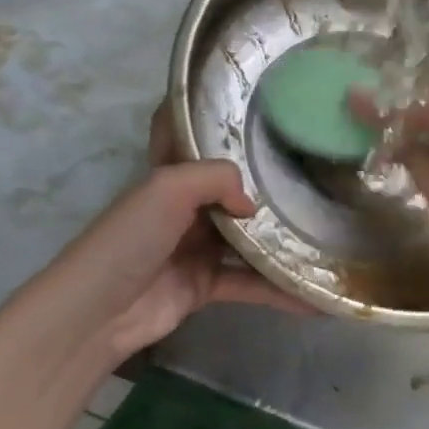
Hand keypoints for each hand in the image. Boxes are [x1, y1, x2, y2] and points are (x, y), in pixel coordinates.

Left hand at [31, 107, 302, 372]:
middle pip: (234, 193)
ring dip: (281, 240)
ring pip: (248, 238)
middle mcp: (187, 208)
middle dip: (271, 187)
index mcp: (172, 177)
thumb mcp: (169, 187)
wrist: (99, 312)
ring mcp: (197, 247)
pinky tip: (315, 297)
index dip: (223, 127)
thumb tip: (254, 204)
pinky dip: (279, 292)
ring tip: (328, 233)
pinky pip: (250, 283)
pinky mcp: (206, 285)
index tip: (267, 117)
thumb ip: (217, 178)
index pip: (197, 142)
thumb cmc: (131, 237)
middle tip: (320, 176)